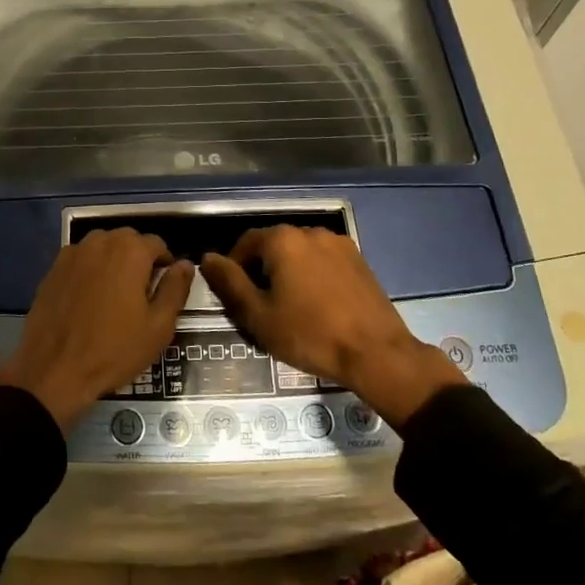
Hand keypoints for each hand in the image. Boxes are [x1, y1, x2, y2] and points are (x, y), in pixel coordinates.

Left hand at [0, 228, 194, 428]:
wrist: (53, 369)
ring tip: (115, 296)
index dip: (165, 265)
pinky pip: (81, 260)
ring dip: (113, 262)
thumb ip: (175, 289)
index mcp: (130, 250)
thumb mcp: (158, 326)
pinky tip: (89, 299)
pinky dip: (90, 271)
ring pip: (103, 248)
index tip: (165, 289)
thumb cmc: (113, 350)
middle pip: (128, 241)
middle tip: (141, 295)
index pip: (157, 244)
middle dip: (139, 260)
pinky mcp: (53, 268)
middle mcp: (100, 241)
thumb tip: (186, 265)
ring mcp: (73, 252)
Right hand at [200, 227, 467, 426]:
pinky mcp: (359, 259)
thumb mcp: (258, 315)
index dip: (234, 267)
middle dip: (262, 268)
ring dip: (289, 271)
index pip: (245, 243)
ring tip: (290, 304)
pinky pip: (323, 260)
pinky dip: (313, 274)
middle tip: (260, 303)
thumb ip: (230, 283)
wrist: (376, 353)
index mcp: (282, 240)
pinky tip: (317, 303)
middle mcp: (309, 231)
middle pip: (273, 245)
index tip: (235, 295)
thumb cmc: (310, 334)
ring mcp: (338, 243)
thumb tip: (207, 258)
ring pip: (300, 252)